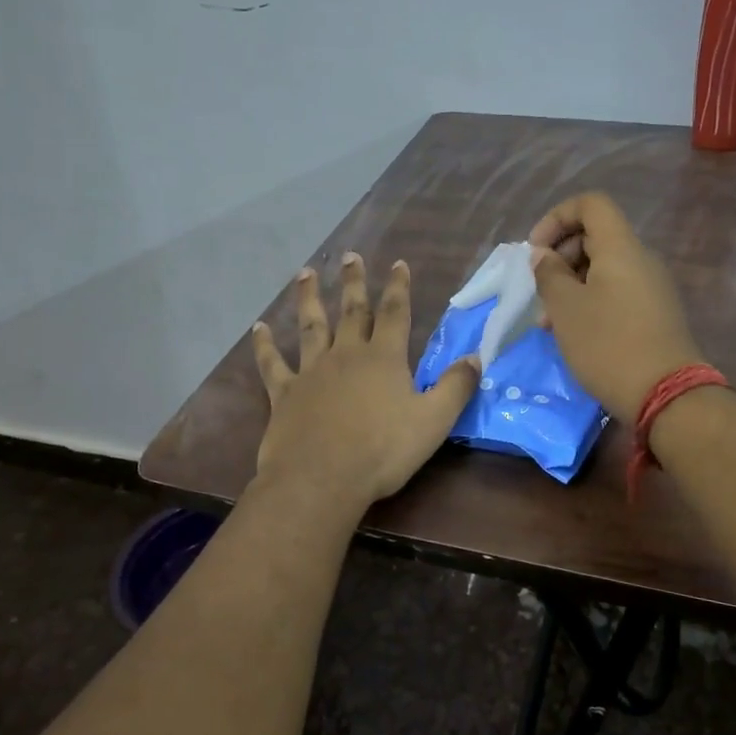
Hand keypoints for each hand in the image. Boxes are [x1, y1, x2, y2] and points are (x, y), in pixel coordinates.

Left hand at [251, 255, 479, 509]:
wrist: (322, 478)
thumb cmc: (383, 451)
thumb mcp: (433, 421)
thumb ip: (456, 387)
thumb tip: (476, 357)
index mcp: (384, 359)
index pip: (395, 314)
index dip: (398, 287)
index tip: (398, 263)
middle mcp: (347, 355)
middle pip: (352, 312)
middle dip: (354, 283)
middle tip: (350, 256)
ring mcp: (312, 372)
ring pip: (311, 327)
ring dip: (310, 299)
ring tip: (305, 273)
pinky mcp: (285, 393)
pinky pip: (273, 364)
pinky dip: (265, 345)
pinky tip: (259, 328)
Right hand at [528, 192, 705, 414]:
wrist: (664, 394)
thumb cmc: (607, 344)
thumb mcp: (565, 308)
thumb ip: (549, 274)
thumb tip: (544, 256)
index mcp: (621, 248)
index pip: (591, 204)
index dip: (557, 217)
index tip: (536, 251)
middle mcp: (640, 259)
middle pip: (595, 236)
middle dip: (560, 256)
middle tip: (538, 290)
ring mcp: (650, 287)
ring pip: (602, 268)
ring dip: (570, 285)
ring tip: (548, 321)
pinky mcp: (653, 314)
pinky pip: (615, 292)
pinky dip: (589, 301)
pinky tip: (572, 333)